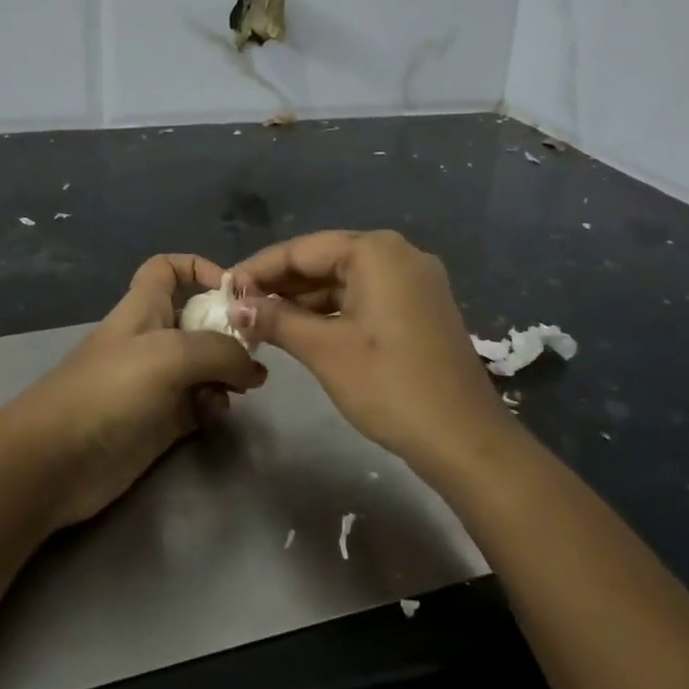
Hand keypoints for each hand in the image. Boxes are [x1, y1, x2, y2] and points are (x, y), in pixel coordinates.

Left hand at [1, 254, 266, 527]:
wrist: (57, 461)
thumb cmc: (110, 390)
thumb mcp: (170, 355)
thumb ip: (221, 352)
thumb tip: (254, 369)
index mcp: (144, 308)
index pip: (168, 268)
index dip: (199, 268)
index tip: (234, 291)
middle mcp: (152, 339)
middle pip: (198, 319)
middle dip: (229, 330)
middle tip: (257, 352)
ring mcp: (157, 382)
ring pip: (205, 364)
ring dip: (227, 372)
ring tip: (243, 389)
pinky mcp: (161, 421)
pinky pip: (200, 404)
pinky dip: (214, 405)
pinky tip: (217, 415)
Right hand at [230, 230, 504, 466]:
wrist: (464, 438)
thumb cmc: (388, 385)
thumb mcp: (324, 350)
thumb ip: (276, 319)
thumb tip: (235, 305)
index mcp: (376, 251)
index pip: (302, 249)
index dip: (258, 269)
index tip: (223, 289)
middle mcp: (398, 254)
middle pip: (324, 260)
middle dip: (280, 285)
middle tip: (239, 308)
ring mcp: (414, 280)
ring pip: (344, 280)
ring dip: (304, 300)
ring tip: (261, 322)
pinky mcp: (420, 307)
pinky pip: (365, 297)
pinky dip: (333, 311)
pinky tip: (301, 330)